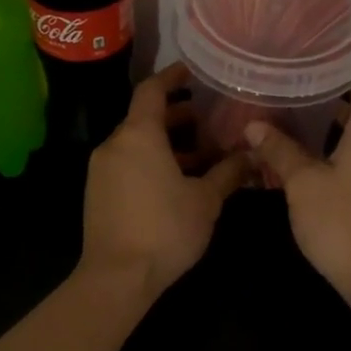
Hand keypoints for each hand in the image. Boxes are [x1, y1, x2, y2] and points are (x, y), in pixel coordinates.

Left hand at [81, 63, 248, 298]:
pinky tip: (176, 182)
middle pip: (145, 117)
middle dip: (177, 116)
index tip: (192, 72)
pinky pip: (127, 163)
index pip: (151, 90)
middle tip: (207, 121)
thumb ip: (228, 172)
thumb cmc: (165, 229)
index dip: (172, 77)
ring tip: (200, 156)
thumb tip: (252, 155)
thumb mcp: (206, 200)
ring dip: (166, 143)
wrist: (116, 277)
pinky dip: (151, 161)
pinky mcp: (98, 192)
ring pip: (136, 143)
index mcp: (138, 135)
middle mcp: (114, 145)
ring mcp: (101, 170)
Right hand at [242, 66, 350, 300]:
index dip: (347, 57)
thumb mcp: (303, 183)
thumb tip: (253, 125)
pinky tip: (312, 148)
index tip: (317, 45)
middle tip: (304, 76)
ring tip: (301, 106)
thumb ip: (280, 150)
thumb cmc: (343, 222)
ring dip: (341, 114)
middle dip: (342, 85)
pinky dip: (343, 139)